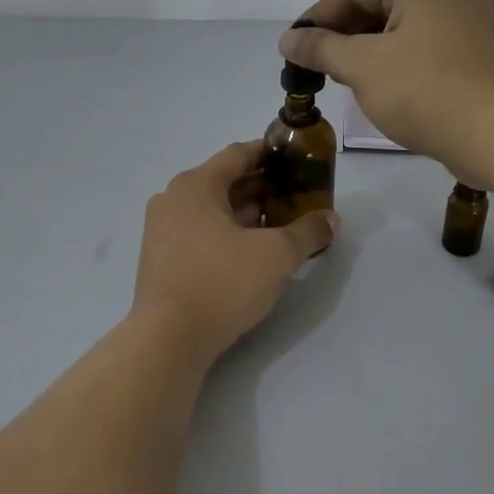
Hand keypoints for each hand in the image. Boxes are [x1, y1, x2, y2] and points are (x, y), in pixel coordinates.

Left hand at [132, 142, 338, 363]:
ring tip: (283, 224)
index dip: (270, 154)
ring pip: (213, 212)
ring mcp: (162, 231)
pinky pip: (201, 234)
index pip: (238, 155)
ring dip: (247, 214)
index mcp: (195, 186)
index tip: (297, 159)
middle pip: (225, 183)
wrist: (169, 339)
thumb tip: (331, 220)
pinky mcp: (162, 261)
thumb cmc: (222, 282)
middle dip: (263, 188)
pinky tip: (253, 251)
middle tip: (298, 196)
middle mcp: (173, 200)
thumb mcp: (275, 255)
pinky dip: (228, 235)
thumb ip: (307, 232)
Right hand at [281, 0, 493, 185]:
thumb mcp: (362, 66)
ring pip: (401, 27)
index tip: (292, 47)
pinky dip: (395, 59)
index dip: (317, 18)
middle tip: (314, 65)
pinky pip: (423, 45)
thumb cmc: (423, 91)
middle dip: (343, 34)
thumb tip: (288, 39)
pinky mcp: (477, 50)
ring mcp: (469, 19)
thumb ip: (321, 48)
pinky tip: (378, 85)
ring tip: (340, 77)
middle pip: (380, 4)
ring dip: (367, 49)